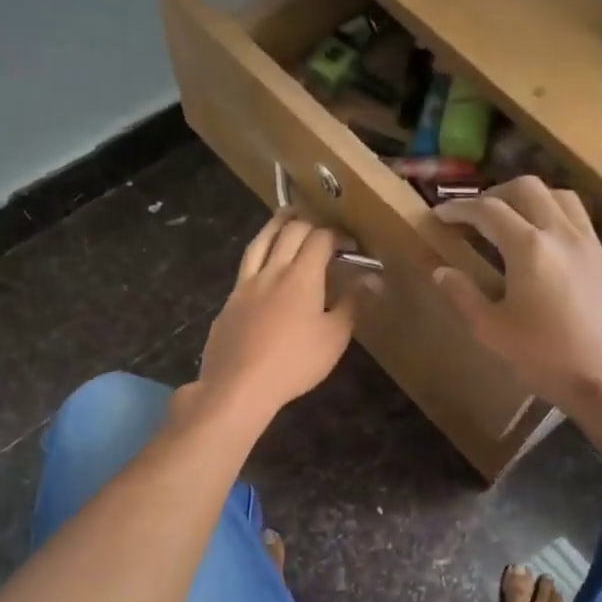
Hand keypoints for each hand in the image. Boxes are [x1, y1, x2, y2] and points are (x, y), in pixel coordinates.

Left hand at [191, 211, 364, 432]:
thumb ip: (352, 304)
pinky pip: (246, 265)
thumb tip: (372, 279)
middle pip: (289, 231)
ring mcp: (245, 284)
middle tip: (321, 229)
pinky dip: (259, 253)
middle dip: (309, 223)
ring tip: (287, 216)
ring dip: (277, 224)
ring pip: (260, 241)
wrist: (239, 385)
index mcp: (301, 276)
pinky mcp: (229, 301)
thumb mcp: (334, 338)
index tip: (351, 246)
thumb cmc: (295, 363)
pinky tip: (262, 263)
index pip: (320, 238)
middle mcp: (272, 270)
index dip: (338, 236)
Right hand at [433, 178, 601, 454]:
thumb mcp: (493, 331)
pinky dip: (554, 215)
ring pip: (559, 196)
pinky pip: (578, 219)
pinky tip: (544, 245)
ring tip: (511, 220)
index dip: (458, 209)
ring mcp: (590, 243)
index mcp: (529, 248)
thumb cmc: (547, 359)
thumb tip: (441, 271)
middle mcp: (561, 233)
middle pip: (527, 188)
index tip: (438, 215)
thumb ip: (464, 295)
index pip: (488, 210)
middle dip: (495, 193)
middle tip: (475, 215)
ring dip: (530, 198)